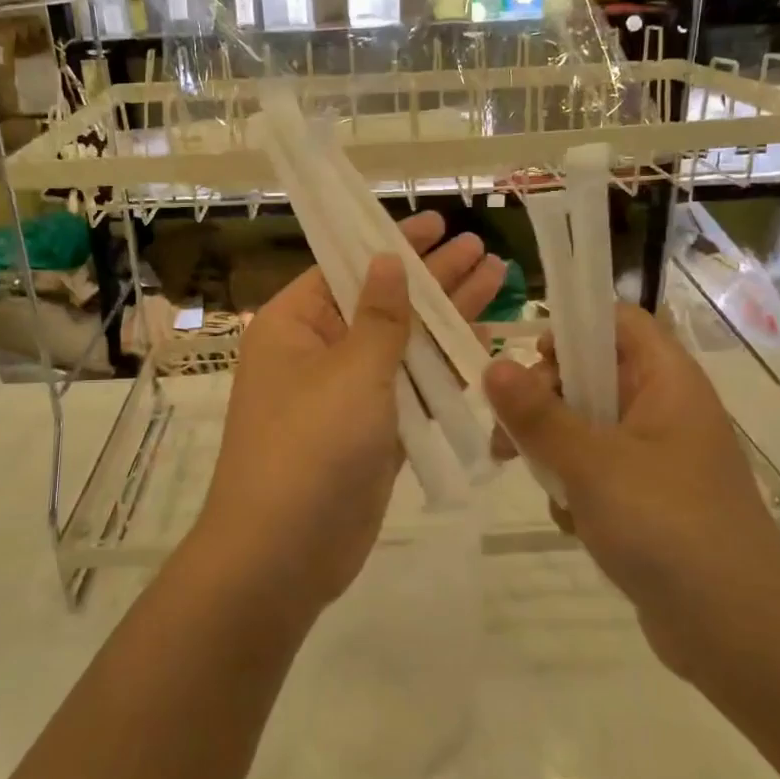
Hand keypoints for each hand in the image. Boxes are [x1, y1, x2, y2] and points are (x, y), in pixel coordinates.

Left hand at [192, 212, 506, 620]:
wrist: (283, 555)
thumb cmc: (310, 446)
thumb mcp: (351, 370)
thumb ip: (380, 316)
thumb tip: (386, 259)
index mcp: (294, 326)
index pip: (345, 268)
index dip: (391, 243)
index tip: (436, 223)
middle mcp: (317, 354)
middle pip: (382, 304)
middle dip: (432, 278)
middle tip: (481, 249)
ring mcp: (345, 397)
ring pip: (402, 348)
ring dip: (446, 320)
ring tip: (496, 280)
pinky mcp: (371, 435)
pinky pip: (410, 391)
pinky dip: (443, 371)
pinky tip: (482, 343)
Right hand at [483, 304, 779, 678]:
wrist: (741, 636)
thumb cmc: (669, 527)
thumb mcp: (592, 463)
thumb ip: (537, 414)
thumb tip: (492, 365)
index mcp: (667, 381)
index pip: (618, 321)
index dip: (572, 327)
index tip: (529, 360)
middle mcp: (665, 410)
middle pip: (592, 375)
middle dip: (544, 401)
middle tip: (507, 433)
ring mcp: (658, 458)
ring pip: (586, 427)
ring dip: (553, 450)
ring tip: (537, 482)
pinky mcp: (648, 501)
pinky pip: (597, 472)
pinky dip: (575, 489)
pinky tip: (572, 522)